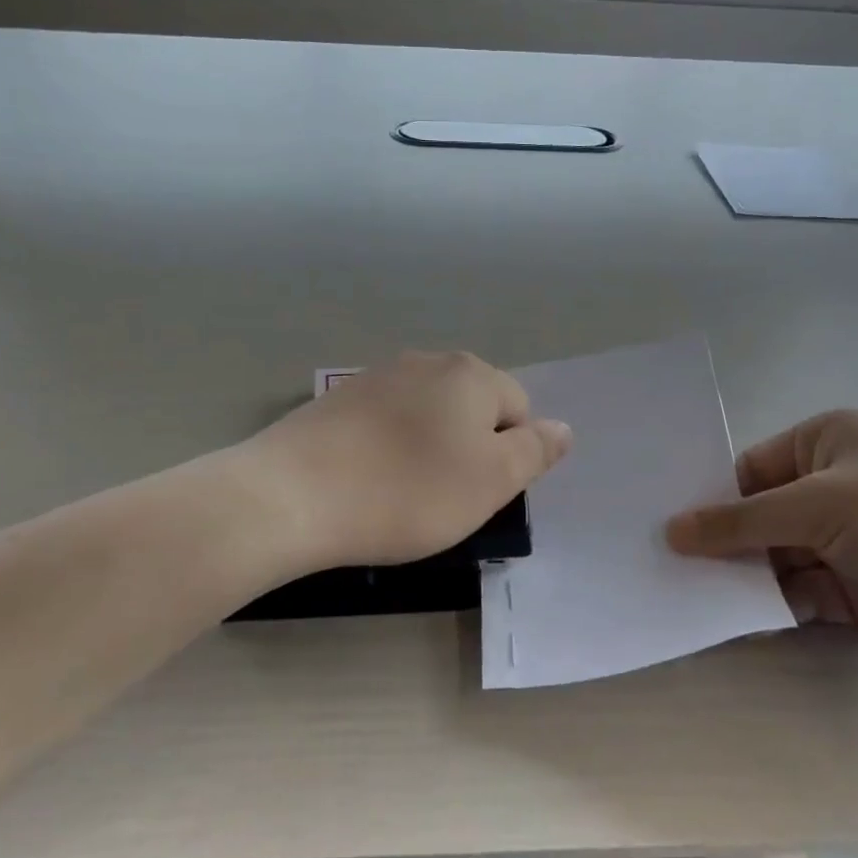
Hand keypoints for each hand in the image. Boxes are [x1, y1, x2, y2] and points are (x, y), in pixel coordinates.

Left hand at [244, 351, 571, 570]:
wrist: (294, 494)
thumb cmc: (408, 492)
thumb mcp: (490, 482)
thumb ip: (534, 452)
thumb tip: (562, 427)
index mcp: (471, 374)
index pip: (518, 409)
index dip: (507, 456)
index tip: (476, 492)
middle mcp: (427, 361)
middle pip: (472, 407)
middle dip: (469, 448)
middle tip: (444, 496)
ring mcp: (377, 376)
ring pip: (427, 415)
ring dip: (428, 448)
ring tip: (402, 491)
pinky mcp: (338, 398)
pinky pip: (386, 422)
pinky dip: (388, 447)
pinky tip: (367, 479)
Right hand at [665, 409, 857, 686]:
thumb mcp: (821, 507)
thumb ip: (741, 522)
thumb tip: (671, 530)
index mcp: (827, 442)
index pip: (750, 469)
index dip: (710, 498)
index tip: (664, 528)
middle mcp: (835, 485)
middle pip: (760, 514)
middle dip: (722, 541)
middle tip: (663, 564)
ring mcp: (849, 538)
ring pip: (776, 555)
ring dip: (743, 576)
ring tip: (684, 594)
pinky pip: (800, 591)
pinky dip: (772, 603)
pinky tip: (730, 616)